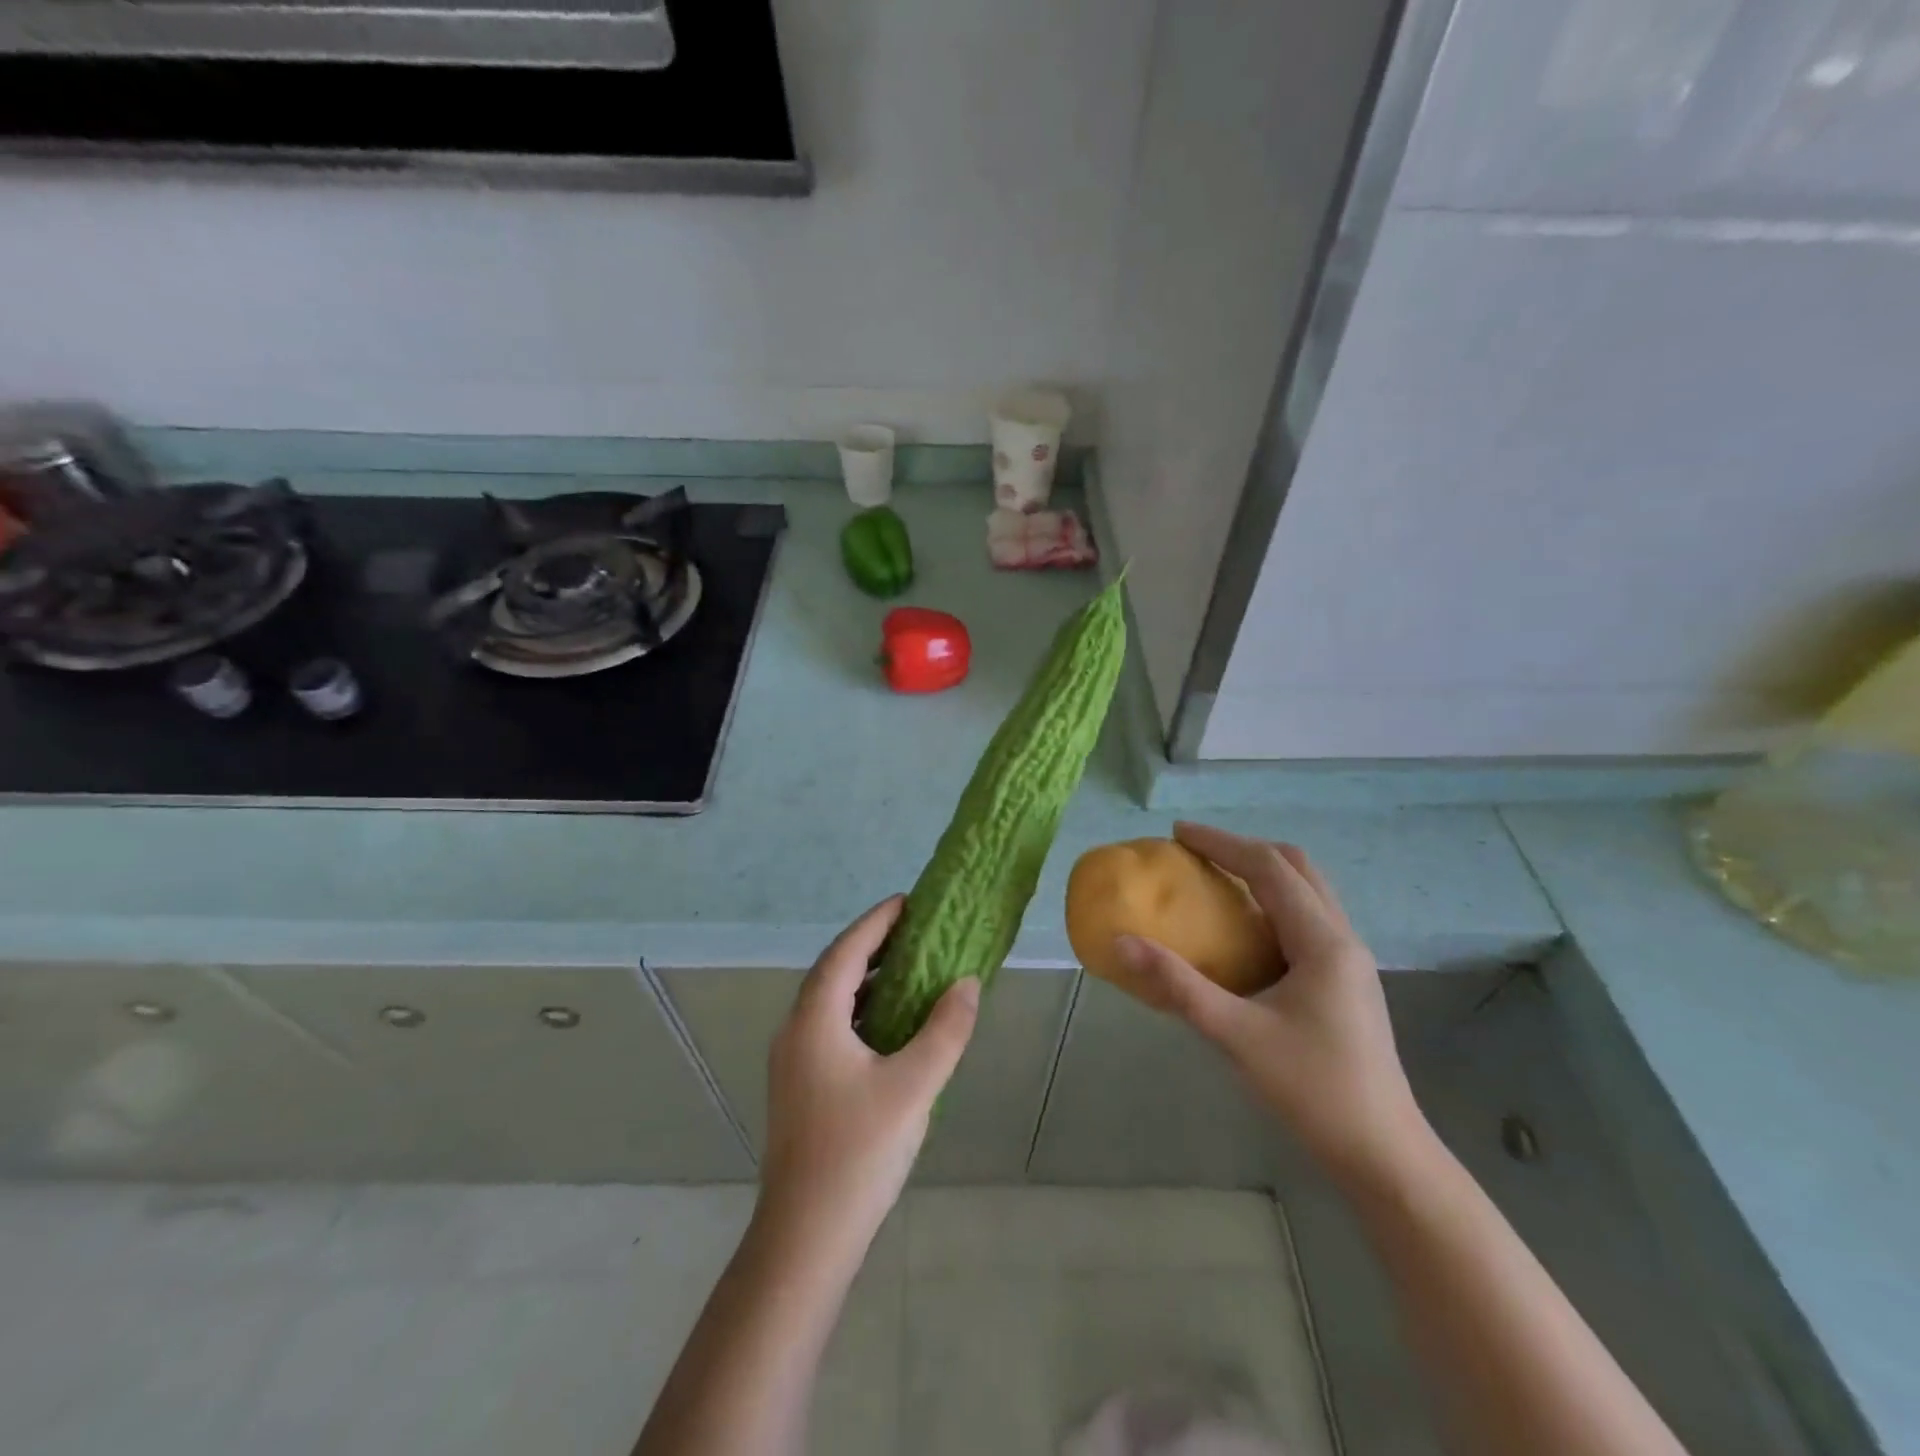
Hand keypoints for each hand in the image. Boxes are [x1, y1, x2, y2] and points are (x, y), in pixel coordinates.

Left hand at [759, 896, 979, 1259]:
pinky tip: (891, 1025)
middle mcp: (796, 1029)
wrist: (805, 1237)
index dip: (877, 922)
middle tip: (915, 930)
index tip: (908, 901)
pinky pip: (831, 1026)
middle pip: (834, 969)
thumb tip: (967, 984)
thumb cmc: (858, 1152)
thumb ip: (945, 1030)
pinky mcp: (800, 1085)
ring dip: (866, 978)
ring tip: (909, 969)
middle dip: (872, 944)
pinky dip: (861, 1010)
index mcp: (815, 1019)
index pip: (847, 951)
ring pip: (831, 1000)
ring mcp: (793, 1060)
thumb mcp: (914, 1086)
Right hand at [1117, 822, 1433, 1191]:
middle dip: (1245, 850)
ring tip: (1217, 880)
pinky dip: (1274, 903)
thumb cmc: (1312, 1090)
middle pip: (1296, 868)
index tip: (1178, 834)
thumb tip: (1122, 943)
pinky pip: (1308, 919)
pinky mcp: (1347, 983)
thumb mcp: (1235, 1034)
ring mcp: (1350, 962)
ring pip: (1308, 892)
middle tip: (1197, 853)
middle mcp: (1342, 939)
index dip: (1221, 843)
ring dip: (1263, 874)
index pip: (1268, 868)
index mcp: (1322, 941)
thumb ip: (1177, 986)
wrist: (1384, 1156)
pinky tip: (1247, 930)